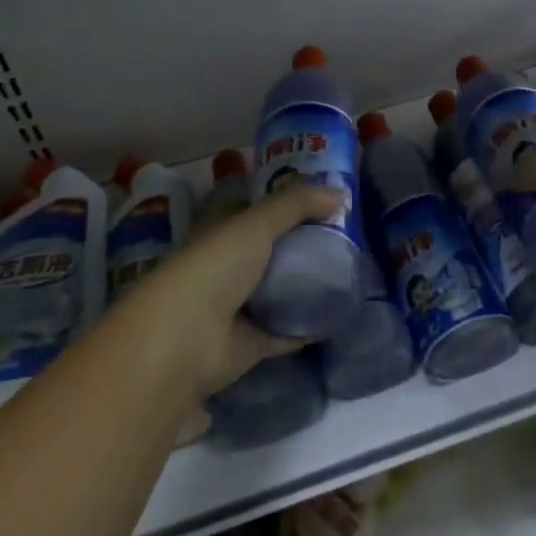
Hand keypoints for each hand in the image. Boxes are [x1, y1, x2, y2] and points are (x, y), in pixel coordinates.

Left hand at [125, 183, 343, 398]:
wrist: (185, 340)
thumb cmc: (214, 267)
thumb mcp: (256, 223)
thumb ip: (296, 204)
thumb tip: (341, 193)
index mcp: (221, 232)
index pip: (255, 212)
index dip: (286, 204)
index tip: (325, 199)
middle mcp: (227, 267)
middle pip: (271, 251)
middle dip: (303, 243)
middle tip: (348, 236)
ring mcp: (237, 307)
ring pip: (278, 291)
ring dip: (306, 284)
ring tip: (350, 273)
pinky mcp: (250, 343)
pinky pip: (285, 330)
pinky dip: (308, 326)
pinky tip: (339, 315)